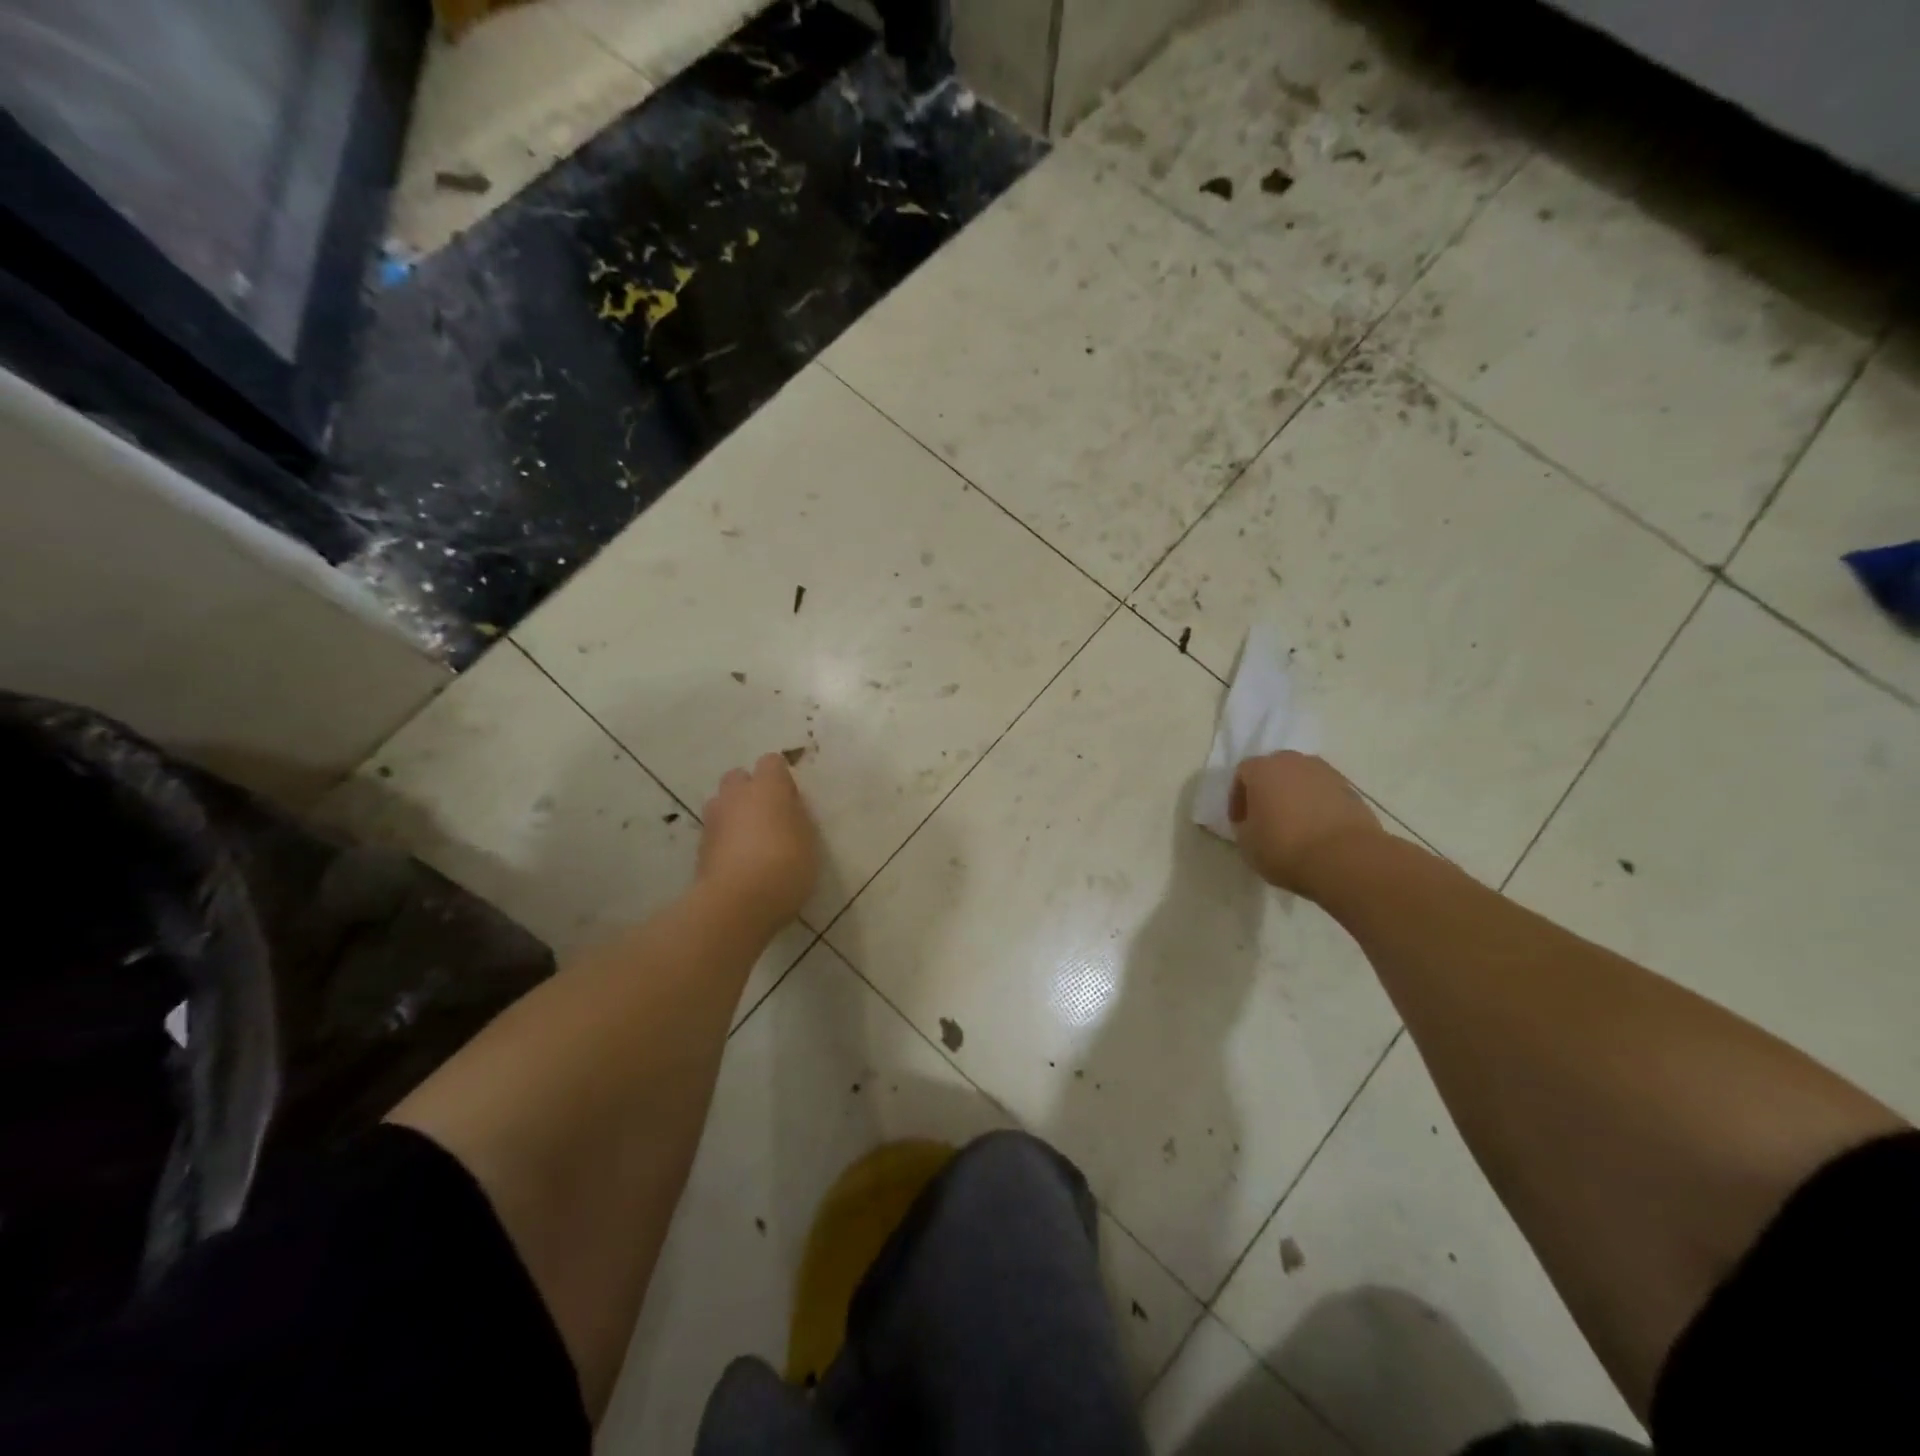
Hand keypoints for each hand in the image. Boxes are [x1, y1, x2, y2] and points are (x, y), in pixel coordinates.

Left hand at [698, 754, 819, 926]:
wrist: (736, 903)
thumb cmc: (785, 866)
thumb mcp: (809, 840)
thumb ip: (797, 818)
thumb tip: (788, 808)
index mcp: (767, 787)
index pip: (772, 762)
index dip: (781, 778)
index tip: (792, 799)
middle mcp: (736, 796)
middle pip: (738, 777)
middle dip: (750, 790)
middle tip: (769, 816)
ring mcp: (713, 820)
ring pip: (722, 804)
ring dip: (734, 813)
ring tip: (751, 840)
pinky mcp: (700, 847)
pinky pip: (715, 832)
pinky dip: (725, 839)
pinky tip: (739, 862)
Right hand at [1231, 751, 1383, 894]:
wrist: (1345, 858)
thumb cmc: (1285, 847)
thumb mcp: (1246, 842)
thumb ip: (1244, 825)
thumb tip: (1251, 822)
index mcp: (1263, 769)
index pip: (1242, 774)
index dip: (1238, 798)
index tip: (1240, 821)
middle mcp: (1294, 762)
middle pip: (1275, 770)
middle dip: (1268, 790)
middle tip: (1266, 817)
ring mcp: (1326, 773)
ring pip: (1302, 779)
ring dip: (1295, 796)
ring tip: (1295, 824)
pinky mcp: (1351, 790)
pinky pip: (1324, 792)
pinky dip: (1318, 805)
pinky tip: (1318, 829)